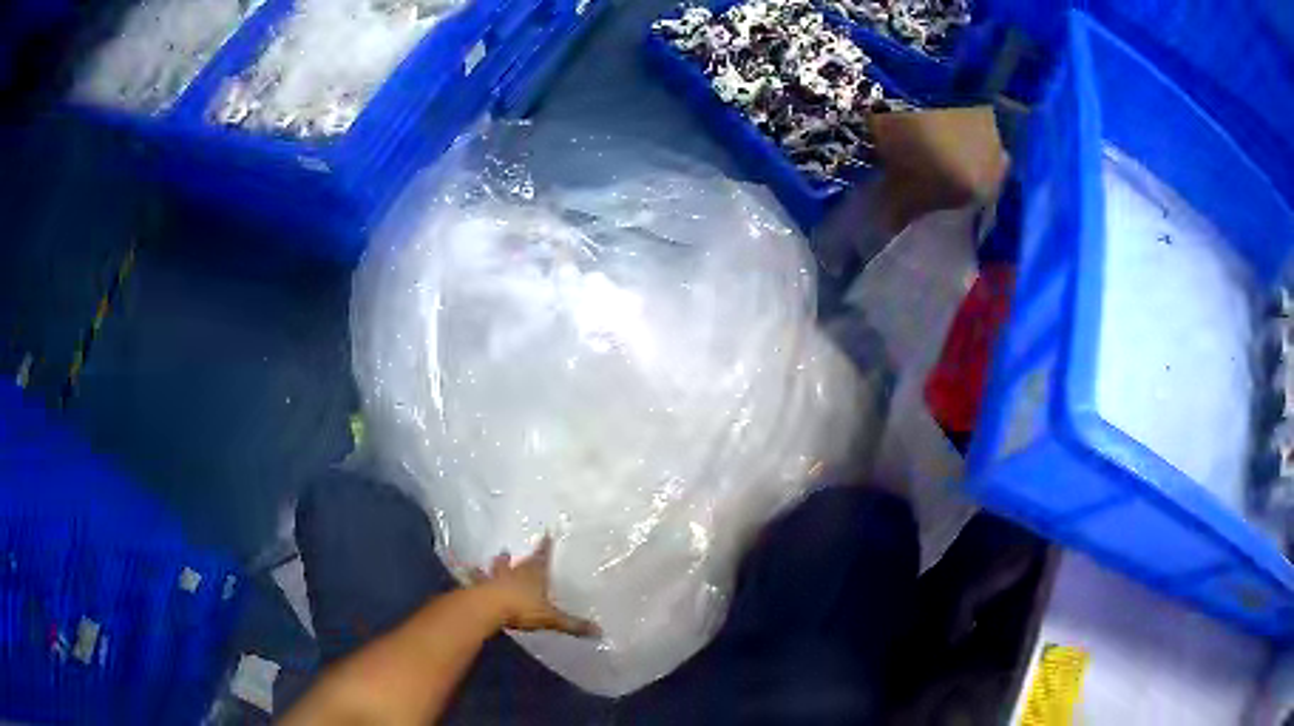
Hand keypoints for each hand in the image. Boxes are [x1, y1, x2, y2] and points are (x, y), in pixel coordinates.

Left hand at [469, 535, 599, 638]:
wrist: (487, 607)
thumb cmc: (521, 608)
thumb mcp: (551, 618)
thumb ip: (573, 624)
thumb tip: (600, 631)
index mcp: (534, 574)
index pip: (542, 557)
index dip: (546, 546)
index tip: (547, 533)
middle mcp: (514, 572)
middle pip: (517, 562)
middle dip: (516, 557)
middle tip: (511, 550)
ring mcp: (495, 578)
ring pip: (496, 569)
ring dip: (496, 565)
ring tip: (495, 558)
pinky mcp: (479, 587)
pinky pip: (477, 580)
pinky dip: (474, 577)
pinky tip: (468, 572)